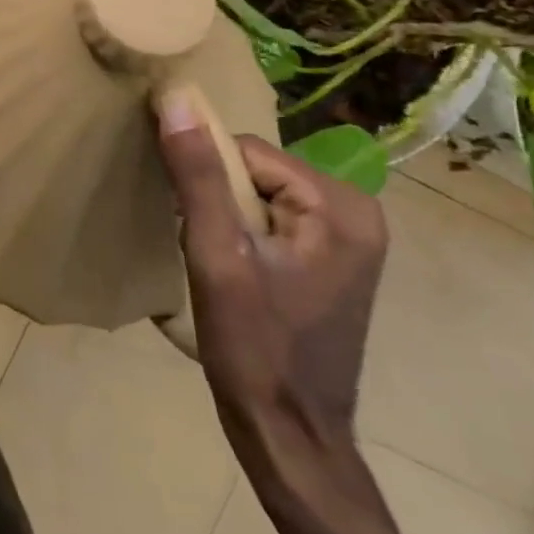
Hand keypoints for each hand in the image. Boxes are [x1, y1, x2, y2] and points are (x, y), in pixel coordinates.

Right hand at [157, 105, 384, 442]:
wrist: (290, 437)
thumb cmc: (255, 346)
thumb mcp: (217, 254)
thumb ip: (198, 174)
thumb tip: (176, 97)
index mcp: (341, 206)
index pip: (247, 153)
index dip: (206, 179)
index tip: (189, 222)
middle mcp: (357, 213)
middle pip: (256, 173)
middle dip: (218, 201)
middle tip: (205, 250)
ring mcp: (349, 240)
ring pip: (259, 196)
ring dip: (226, 219)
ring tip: (216, 263)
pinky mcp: (333, 261)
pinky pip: (273, 221)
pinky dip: (242, 236)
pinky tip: (234, 273)